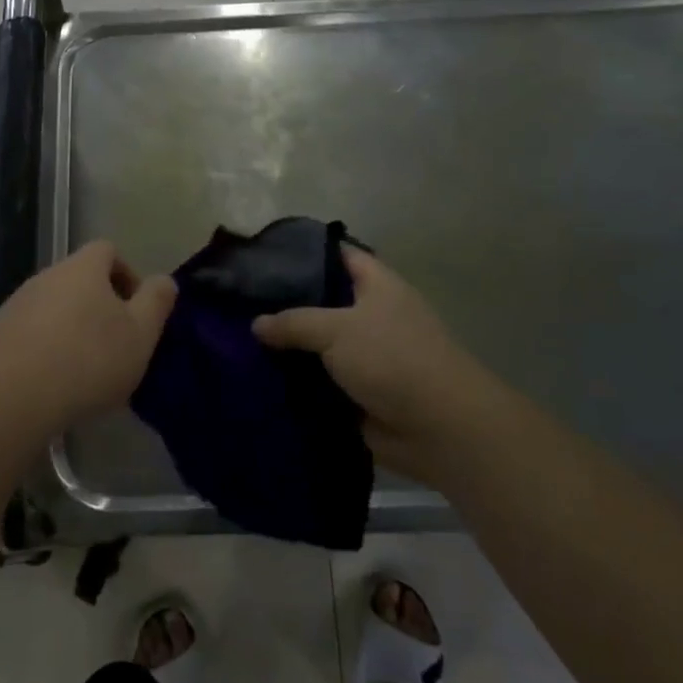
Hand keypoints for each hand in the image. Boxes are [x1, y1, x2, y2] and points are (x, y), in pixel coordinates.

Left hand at [0, 241, 176, 441]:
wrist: (11, 398)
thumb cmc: (87, 360)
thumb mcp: (140, 335)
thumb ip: (157, 301)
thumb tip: (164, 280)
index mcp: (82, 268)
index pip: (107, 250)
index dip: (127, 274)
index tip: (136, 310)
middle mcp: (46, 275)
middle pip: (79, 278)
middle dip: (99, 305)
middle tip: (115, 344)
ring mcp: (16, 303)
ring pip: (53, 305)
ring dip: (71, 327)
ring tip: (84, 370)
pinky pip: (29, 331)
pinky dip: (44, 347)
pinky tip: (52, 382)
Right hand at [254, 247, 484, 477]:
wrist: (440, 429)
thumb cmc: (392, 359)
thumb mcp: (336, 329)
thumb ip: (293, 322)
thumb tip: (256, 324)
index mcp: (378, 286)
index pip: (338, 255)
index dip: (304, 253)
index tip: (265, 255)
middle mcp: (374, 315)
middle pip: (325, 302)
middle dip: (288, 304)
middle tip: (243, 302)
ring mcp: (369, 356)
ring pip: (321, 345)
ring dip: (291, 348)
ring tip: (242, 341)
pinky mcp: (362, 392)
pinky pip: (323, 381)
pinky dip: (299, 382)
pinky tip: (262, 379)